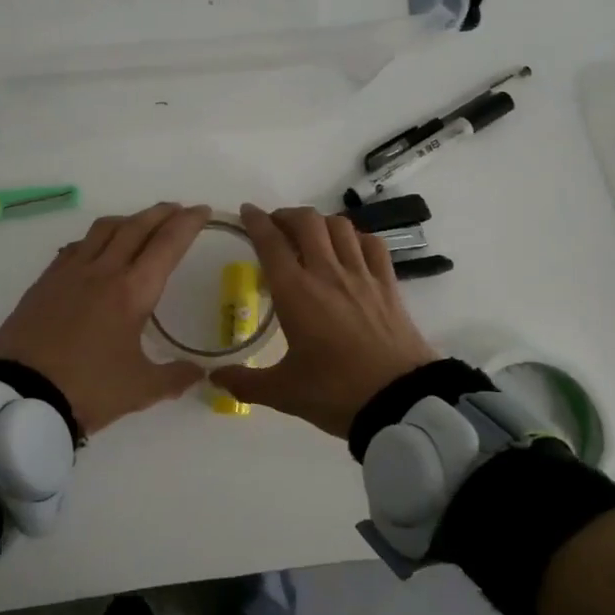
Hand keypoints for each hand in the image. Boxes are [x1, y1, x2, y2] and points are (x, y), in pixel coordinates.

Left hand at [0, 203, 211, 435]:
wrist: (21, 394)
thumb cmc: (87, 389)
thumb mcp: (140, 390)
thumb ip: (174, 377)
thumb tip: (200, 374)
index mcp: (133, 291)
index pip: (167, 244)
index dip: (188, 223)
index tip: (202, 210)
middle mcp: (103, 270)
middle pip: (137, 227)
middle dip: (161, 213)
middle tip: (178, 209)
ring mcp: (70, 272)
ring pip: (104, 229)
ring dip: (128, 220)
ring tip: (139, 224)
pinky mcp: (45, 281)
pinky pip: (76, 246)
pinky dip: (95, 238)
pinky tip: (95, 249)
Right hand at [210, 204, 440, 438]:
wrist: (399, 402)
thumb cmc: (335, 392)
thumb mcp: (283, 393)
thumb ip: (244, 383)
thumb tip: (214, 378)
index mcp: (295, 292)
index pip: (270, 242)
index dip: (255, 221)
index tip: (247, 212)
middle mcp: (327, 272)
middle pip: (306, 221)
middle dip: (287, 215)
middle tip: (276, 226)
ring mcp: (361, 275)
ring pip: (340, 226)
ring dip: (320, 222)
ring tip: (311, 235)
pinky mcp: (388, 284)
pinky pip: (372, 244)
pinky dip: (357, 238)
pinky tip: (351, 249)